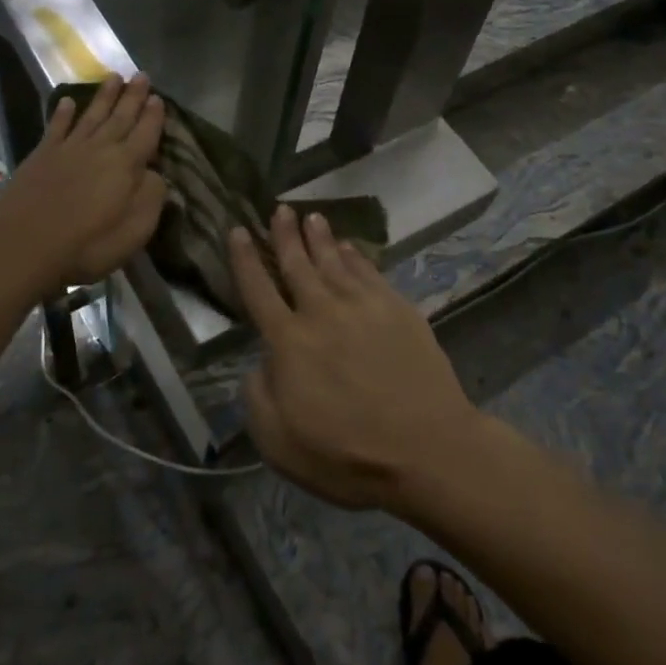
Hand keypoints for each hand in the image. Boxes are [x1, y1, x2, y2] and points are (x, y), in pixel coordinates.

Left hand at [0, 74, 166, 294]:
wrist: (24, 246)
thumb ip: (151, 197)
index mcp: (126, 165)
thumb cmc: (87, 245)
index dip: (154, 116)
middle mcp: (100, 148)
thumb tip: (154, 173)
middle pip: (120, 117)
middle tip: (141, 75)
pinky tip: (67, 101)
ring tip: (114, 76)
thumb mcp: (135, 230)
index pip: (146, 133)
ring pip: (91, 115)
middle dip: (133, 96)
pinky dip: (63, 113)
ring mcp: (68, 149)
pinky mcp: (41, 156)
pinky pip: (56, 127)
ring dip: (104, 96)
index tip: (159, 97)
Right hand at [232, 208, 482, 512]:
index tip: (238, 230)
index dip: (245, 259)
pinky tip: (350, 246)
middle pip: (297, 264)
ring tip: (311, 216)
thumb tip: (260, 364)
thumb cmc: (347, 455)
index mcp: (288, 341)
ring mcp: (362, 306)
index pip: (258, 289)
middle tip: (280, 209)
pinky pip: (369, 271)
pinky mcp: (397, 309)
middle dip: (284, 235)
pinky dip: (355, 255)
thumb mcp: (279, 444)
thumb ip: (258, 397)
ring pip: (333, 261)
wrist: (427, 450)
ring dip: (319, 237)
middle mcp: (321, 312)